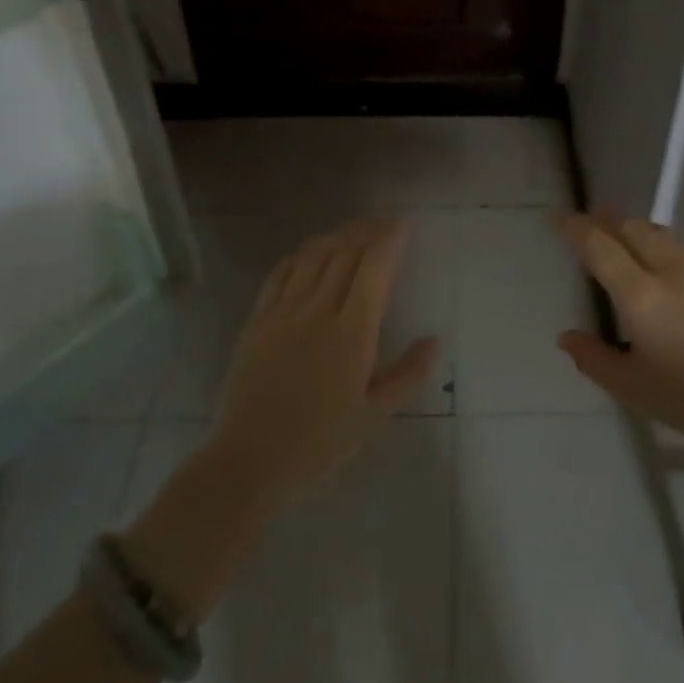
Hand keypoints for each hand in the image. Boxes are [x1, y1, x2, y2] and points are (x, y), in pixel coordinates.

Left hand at [207, 218, 436, 507]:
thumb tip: (434, 340)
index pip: (374, 268)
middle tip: (385, 221)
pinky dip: (301, 255)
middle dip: (368, 230)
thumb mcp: (375, 417)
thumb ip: (408, 375)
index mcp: (351, 334)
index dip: (390, 240)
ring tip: (354, 230)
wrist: (249, 461)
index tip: (404, 224)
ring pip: (313, 257)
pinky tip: (311, 253)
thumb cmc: (320, 443)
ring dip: (337, 236)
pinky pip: (281, 273)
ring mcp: (283, 313)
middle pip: (345, 253)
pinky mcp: (257, 321)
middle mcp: (317, 312)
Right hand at [553, 212, 683, 457]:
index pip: (599, 247)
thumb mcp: (631, 387)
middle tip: (587, 218)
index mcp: (639, 295)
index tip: (558, 216)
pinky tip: (658, 259)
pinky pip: (680, 248)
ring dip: (634, 226)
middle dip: (606, 220)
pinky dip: (657, 242)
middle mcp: (668, 272)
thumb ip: (594, 358)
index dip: (575, 227)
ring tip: (619, 229)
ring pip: (660, 234)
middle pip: (632, 229)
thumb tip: (566, 337)